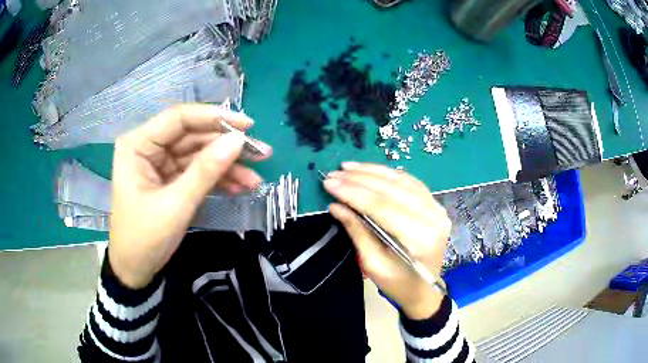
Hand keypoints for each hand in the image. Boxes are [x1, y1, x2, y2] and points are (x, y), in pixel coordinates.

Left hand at [108, 104, 271, 288]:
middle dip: (226, 146)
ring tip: (256, 179)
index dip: (214, 118)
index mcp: (138, 144)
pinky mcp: (170, 179)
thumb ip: (206, 170)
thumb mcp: (176, 205)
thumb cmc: (144, 238)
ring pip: (199, 154)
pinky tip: (240, 187)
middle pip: (193, 136)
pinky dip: (218, 180)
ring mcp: (161, 164)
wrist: (136, 271)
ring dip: (227, 166)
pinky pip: (197, 172)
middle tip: (261, 153)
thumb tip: (238, 140)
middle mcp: (149, 147)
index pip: (179, 118)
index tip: (247, 126)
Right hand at [323, 162, 449, 319]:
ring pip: (401, 181)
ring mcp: (437, 208)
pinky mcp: (435, 204)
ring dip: (373, 171)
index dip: (353, 193)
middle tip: (335, 174)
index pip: (382, 207)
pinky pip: (410, 182)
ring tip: (348, 167)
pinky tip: (371, 170)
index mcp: (419, 238)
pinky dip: (389, 174)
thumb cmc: (398, 283)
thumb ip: (357, 231)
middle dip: (359, 179)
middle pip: (392, 190)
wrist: (424, 290)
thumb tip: (336, 206)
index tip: (330, 183)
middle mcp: (432, 217)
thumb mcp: (373, 264)